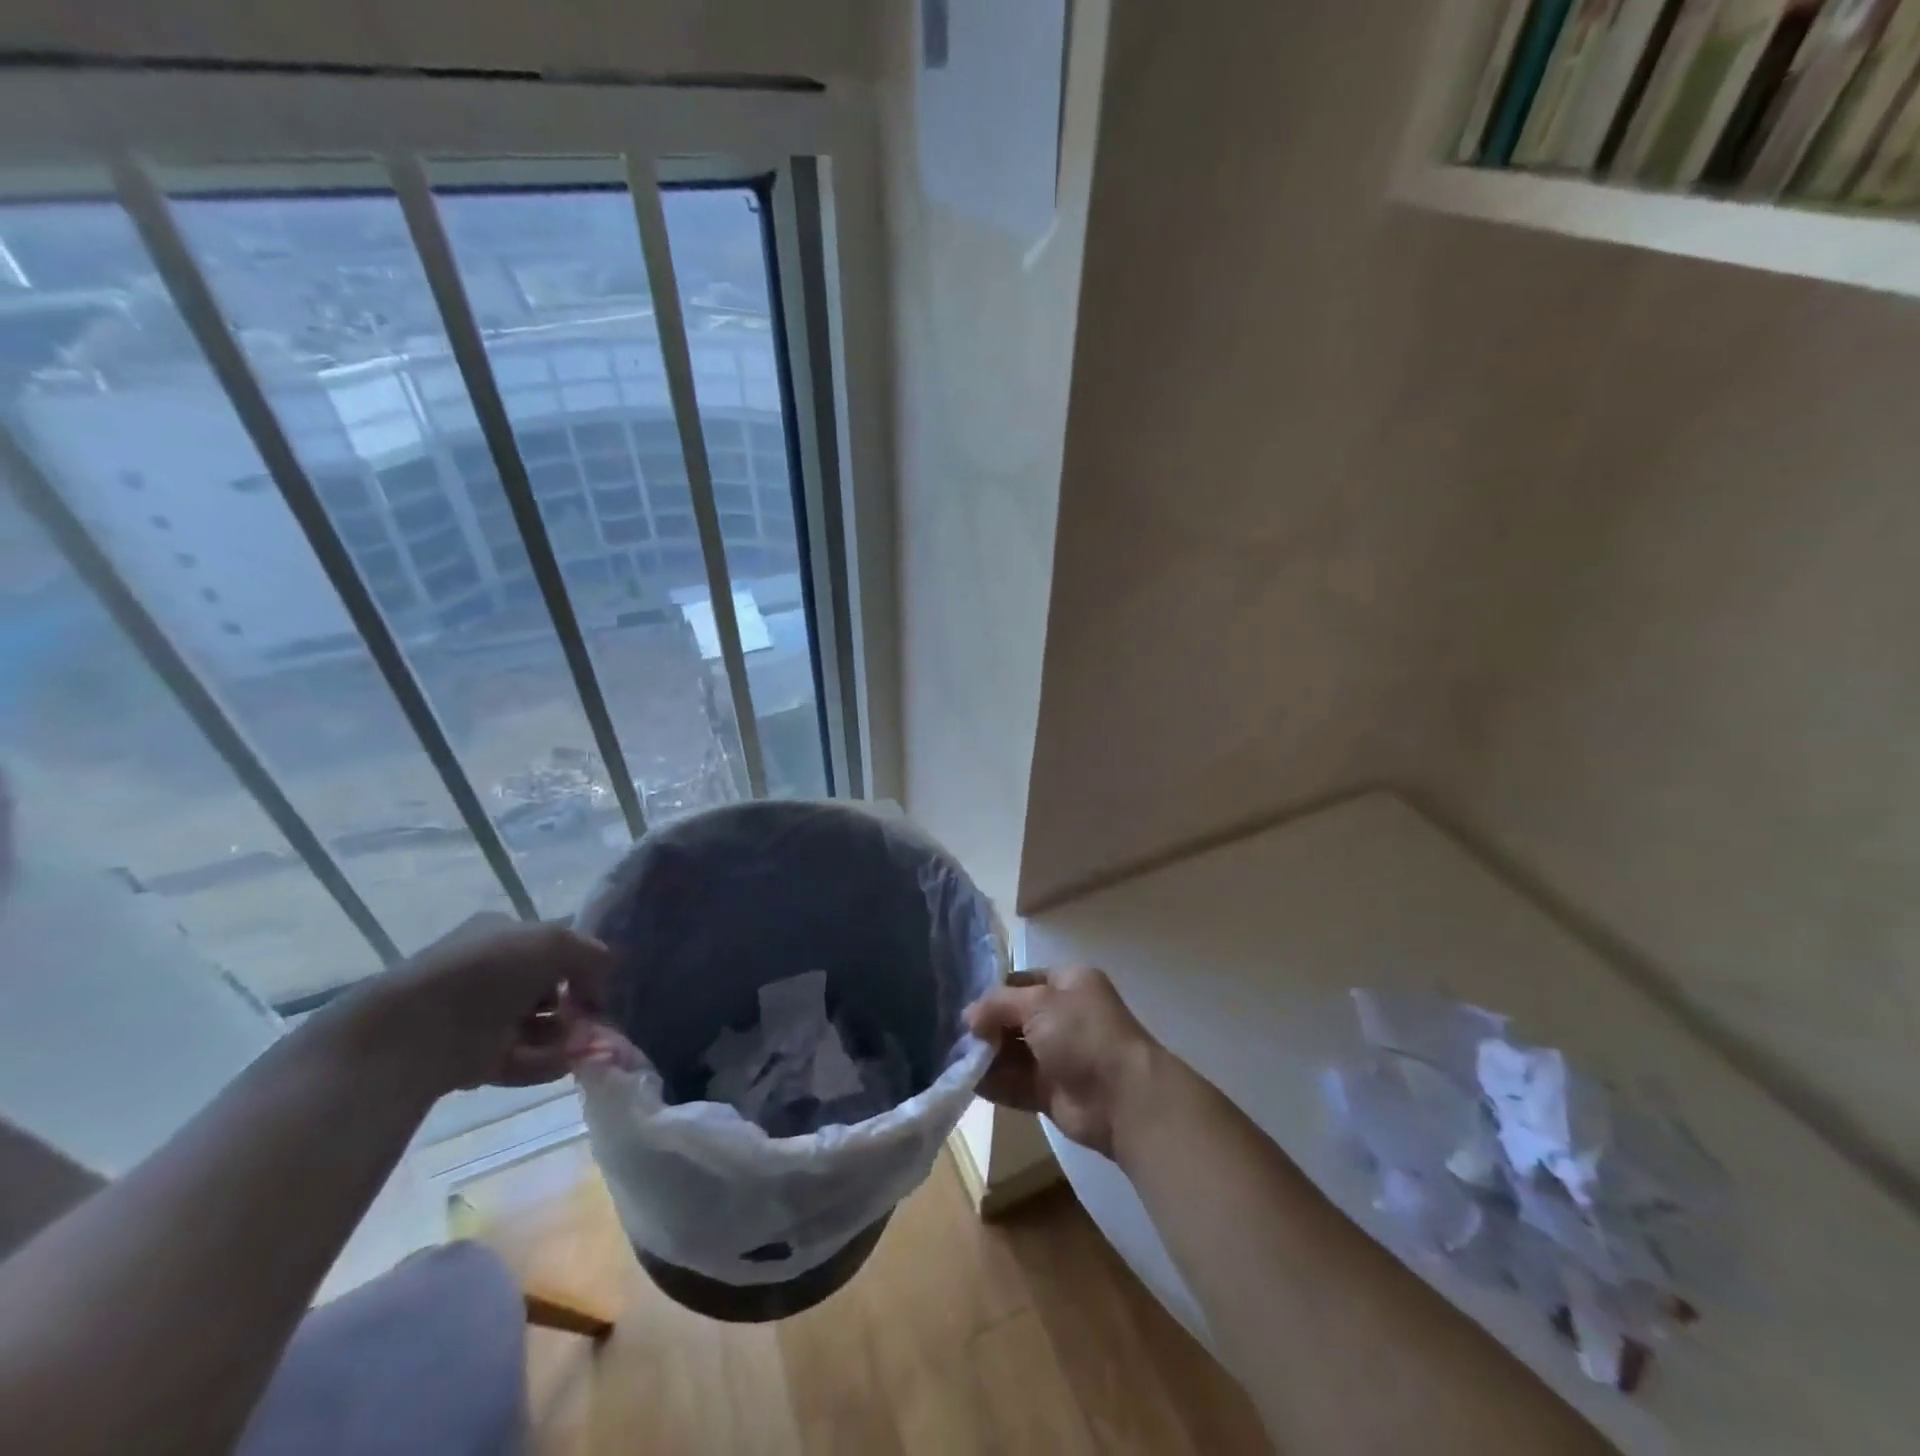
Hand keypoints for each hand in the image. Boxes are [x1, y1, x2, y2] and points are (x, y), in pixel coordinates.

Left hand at [335, 914, 616, 1094]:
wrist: (411, 1033)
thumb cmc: (486, 972)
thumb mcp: (553, 942)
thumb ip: (590, 954)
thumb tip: (606, 976)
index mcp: (502, 936)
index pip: (554, 946)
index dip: (582, 963)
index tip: (603, 984)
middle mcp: (492, 973)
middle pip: (550, 989)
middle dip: (578, 1005)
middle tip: (596, 1020)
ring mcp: (481, 1017)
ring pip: (540, 1026)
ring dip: (566, 1036)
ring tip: (581, 1047)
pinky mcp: (474, 1059)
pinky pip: (522, 1059)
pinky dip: (545, 1062)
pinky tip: (563, 1064)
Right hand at [964, 966, 1161, 1158]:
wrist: (1123, 1097)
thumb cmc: (1082, 1033)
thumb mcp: (1038, 1003)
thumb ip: (998, 1004)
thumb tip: (968, 1016)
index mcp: (1068, 983)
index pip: (1022, 981)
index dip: (993, 991)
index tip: (960, 1003)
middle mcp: (1063, 1016)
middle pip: (1014, 1017)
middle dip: (985, 1026)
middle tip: (952, 1034)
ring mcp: (1057, 1055)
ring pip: (1012, 1052)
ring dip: (985, 1055)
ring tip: (952, 1057)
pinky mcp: (1051, 1091)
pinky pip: (1014, 1082)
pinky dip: (992, 1082)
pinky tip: (965, 1081)